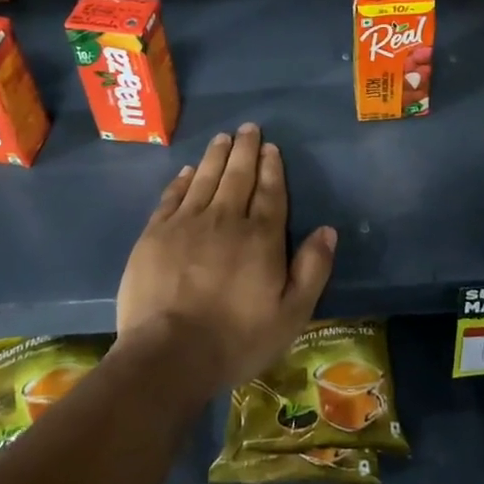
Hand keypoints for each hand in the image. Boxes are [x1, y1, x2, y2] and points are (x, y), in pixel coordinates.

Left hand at [116, 124, 336, 391]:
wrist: (169, 355)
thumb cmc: (236, 339)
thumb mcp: (291, 314)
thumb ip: (312, 270)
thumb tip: (328, 231)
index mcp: (261, 237)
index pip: (270, 192)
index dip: (272, 167)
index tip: (271, 147)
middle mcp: (226, 220)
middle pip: (238, 176)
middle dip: (245, 150)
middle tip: (248, 128)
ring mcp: (187, 224)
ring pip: (206, 179)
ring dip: (216, 156)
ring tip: (223, 137)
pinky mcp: (155, 235)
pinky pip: (172, 197)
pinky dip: (183, 180)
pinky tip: (188, 170)